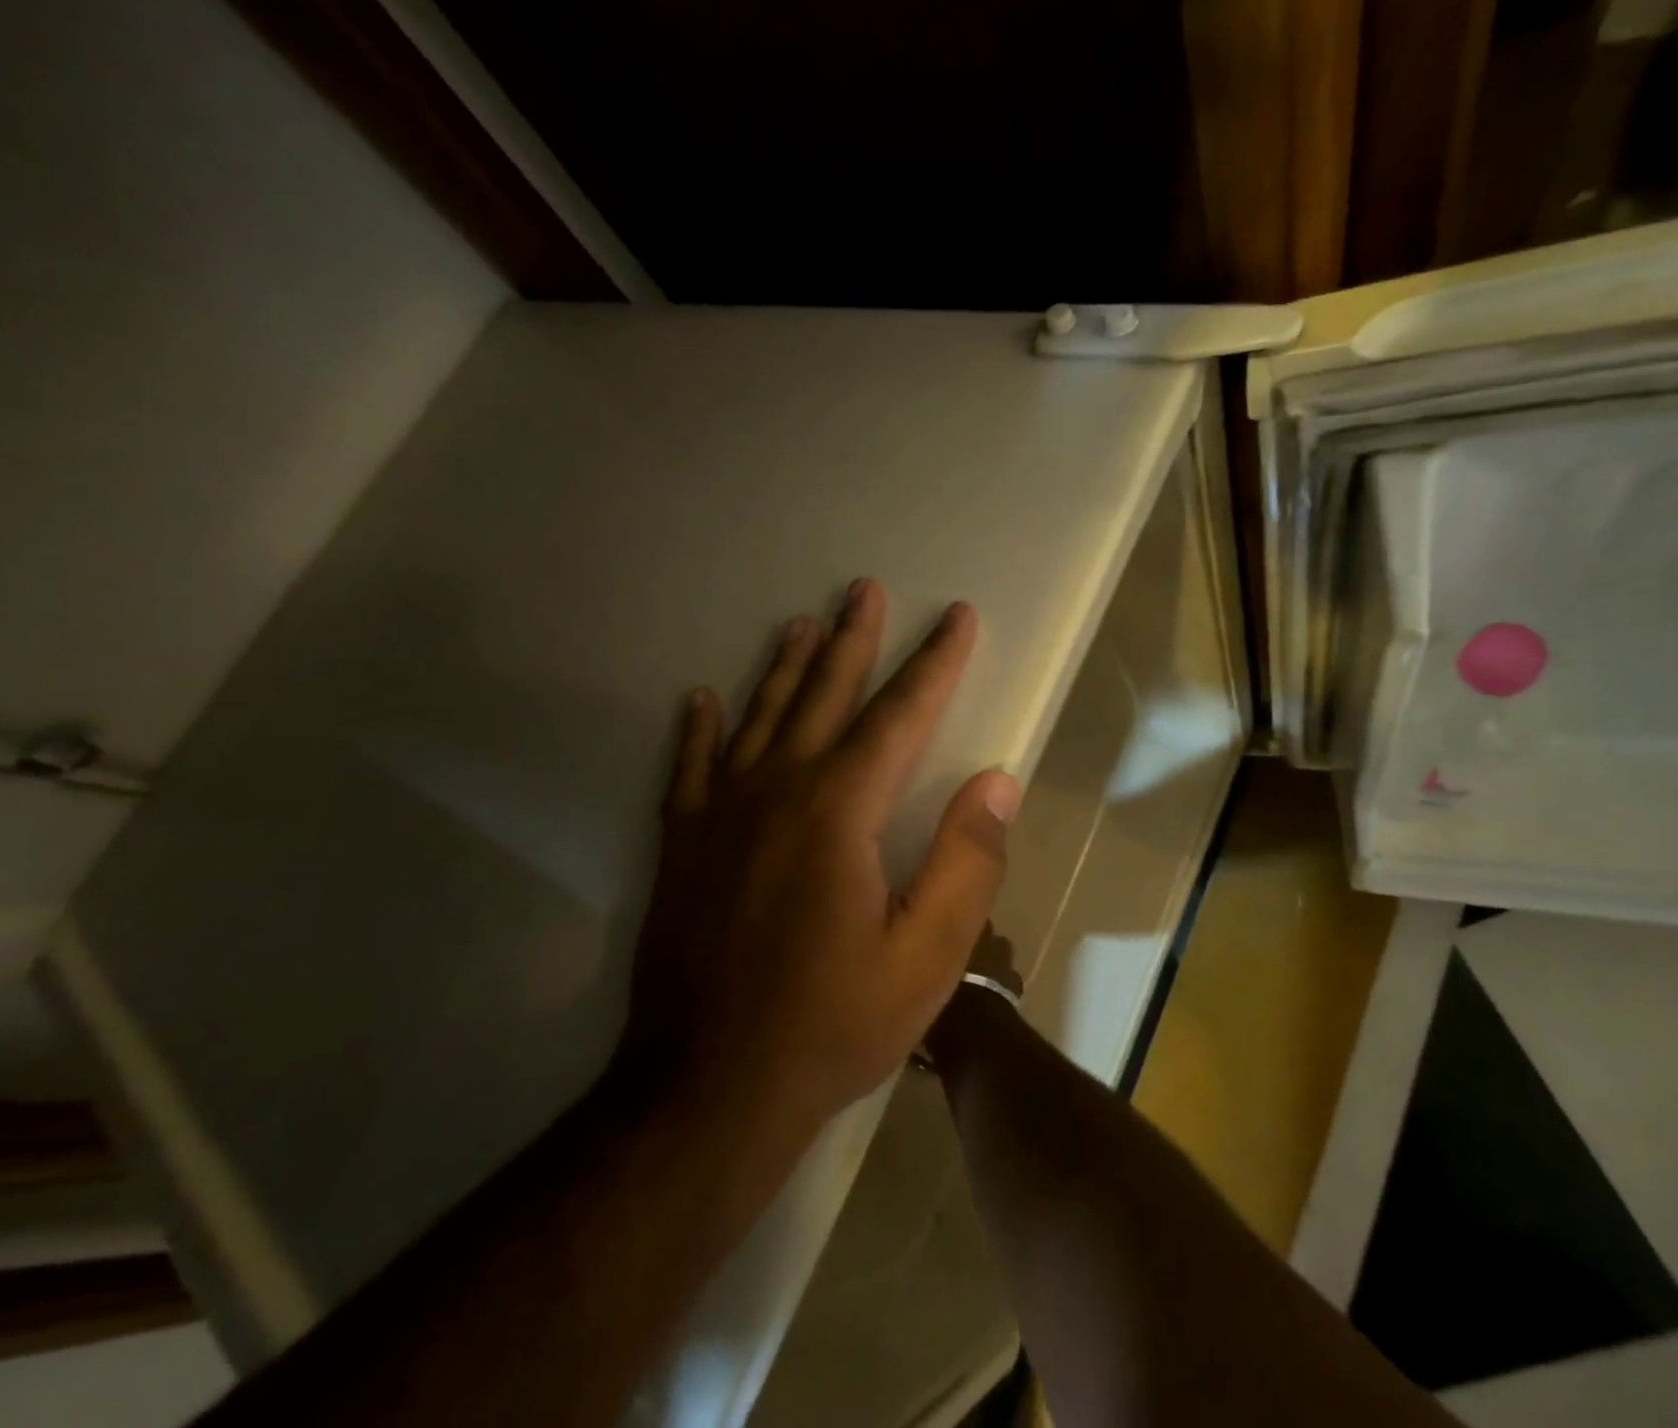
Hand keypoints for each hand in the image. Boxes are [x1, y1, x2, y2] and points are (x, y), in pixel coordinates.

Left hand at [620, 579, 1020, 1139]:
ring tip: (799, 622)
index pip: (899, 715)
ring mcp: (719, 814)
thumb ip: (966, 862)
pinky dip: (698, 730)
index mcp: (839, 811)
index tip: (957, 617)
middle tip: (863, 588)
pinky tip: (701, 699)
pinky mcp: (680, 845)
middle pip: (823, 695)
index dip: (935, 664)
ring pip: (758, 717)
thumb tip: (997, 781)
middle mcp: (776, 790)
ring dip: (783, 666)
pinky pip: (690, 768)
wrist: (706, 1088)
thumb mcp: (924, 957)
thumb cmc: (829, 1025)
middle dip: (852, 640)